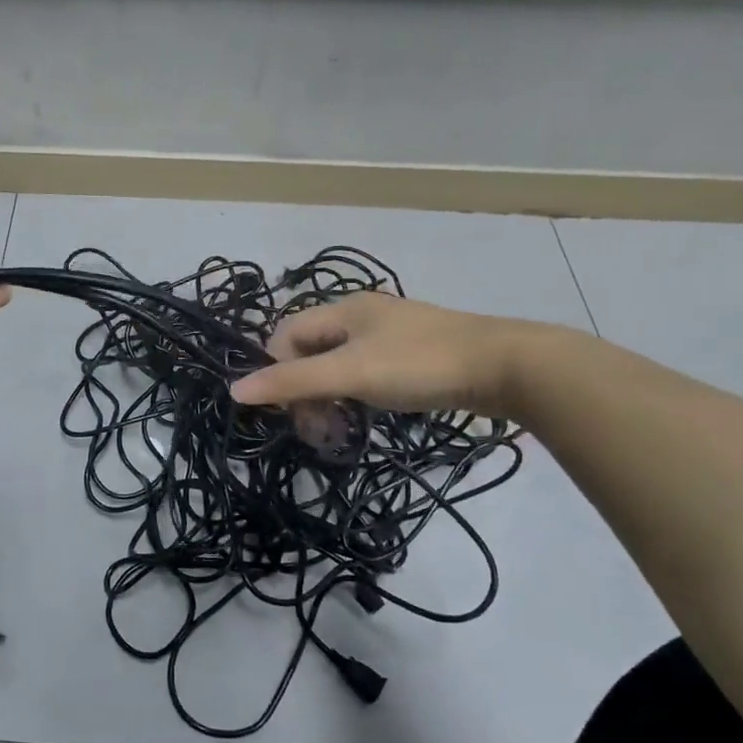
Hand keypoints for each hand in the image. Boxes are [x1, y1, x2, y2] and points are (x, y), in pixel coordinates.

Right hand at [229, 292, 550, 418]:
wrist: (507, 367)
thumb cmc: (420, 365)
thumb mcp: (350, 374)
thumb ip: (292, 383)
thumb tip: (235, 391)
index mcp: (342, 309)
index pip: (285, 335)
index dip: (276, 372)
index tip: (291, 411)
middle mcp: (361, 316)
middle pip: (310, 353)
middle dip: (304, 393)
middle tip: (317, 432)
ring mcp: (389, 335)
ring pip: (338, 366)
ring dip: (328, 400)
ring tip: (339, 433)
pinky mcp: (412, 356)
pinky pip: (364, 374)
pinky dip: (355, 398)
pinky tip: (366, 418)